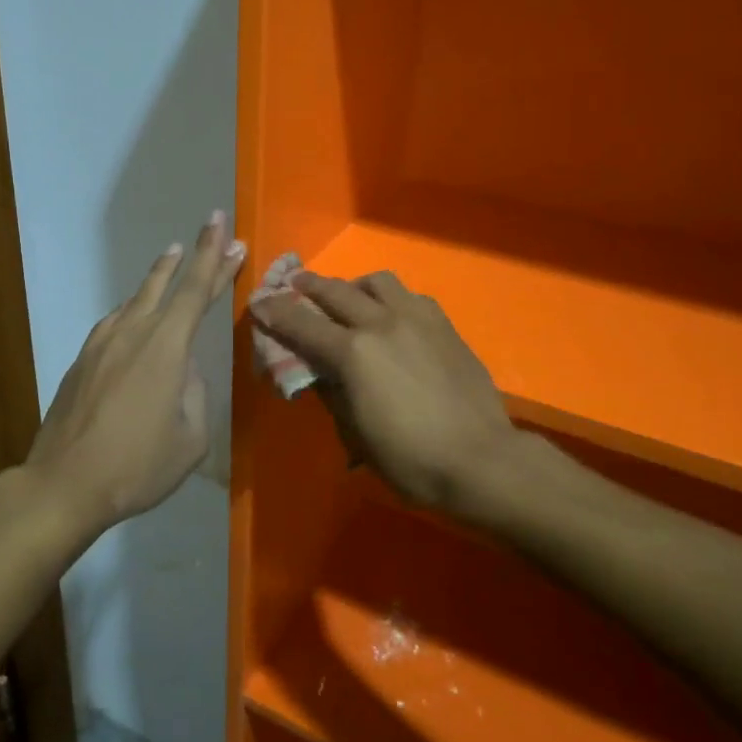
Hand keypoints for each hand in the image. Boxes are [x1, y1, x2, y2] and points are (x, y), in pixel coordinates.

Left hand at [24, 212, 244, 533]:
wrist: (64, 484)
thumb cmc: (137, 466)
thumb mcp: (191, 439)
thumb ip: (194, 394)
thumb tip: (183, 370)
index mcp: (166, 347)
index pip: (196, 289)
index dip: (213, 256)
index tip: (224, 227)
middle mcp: (133, 332)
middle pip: (167, 283)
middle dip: (192, 254)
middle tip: (211, 227)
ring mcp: (102, 343)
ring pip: (137, 298)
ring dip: (159, 278)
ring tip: (172, 259)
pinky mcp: (82, 359)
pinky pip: (116, 321)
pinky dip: (135, 308)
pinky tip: (136, 314)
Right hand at [250, 272, 516, 509]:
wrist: (481, 459)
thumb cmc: (411, 459)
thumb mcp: (356, 434)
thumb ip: (332, 393)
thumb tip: (318, 372)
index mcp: (353, 353)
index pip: (302, 324)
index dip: (276, 312)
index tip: (260, 303)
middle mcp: (380, 323)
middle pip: (336, 291)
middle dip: (309, 286)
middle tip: (294, 284)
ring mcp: (416, 318)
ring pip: (377, 282)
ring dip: (353, 285)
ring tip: (347, 295)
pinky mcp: (443, 325)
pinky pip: (410, 296)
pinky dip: (390, 298)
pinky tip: (392, 314)